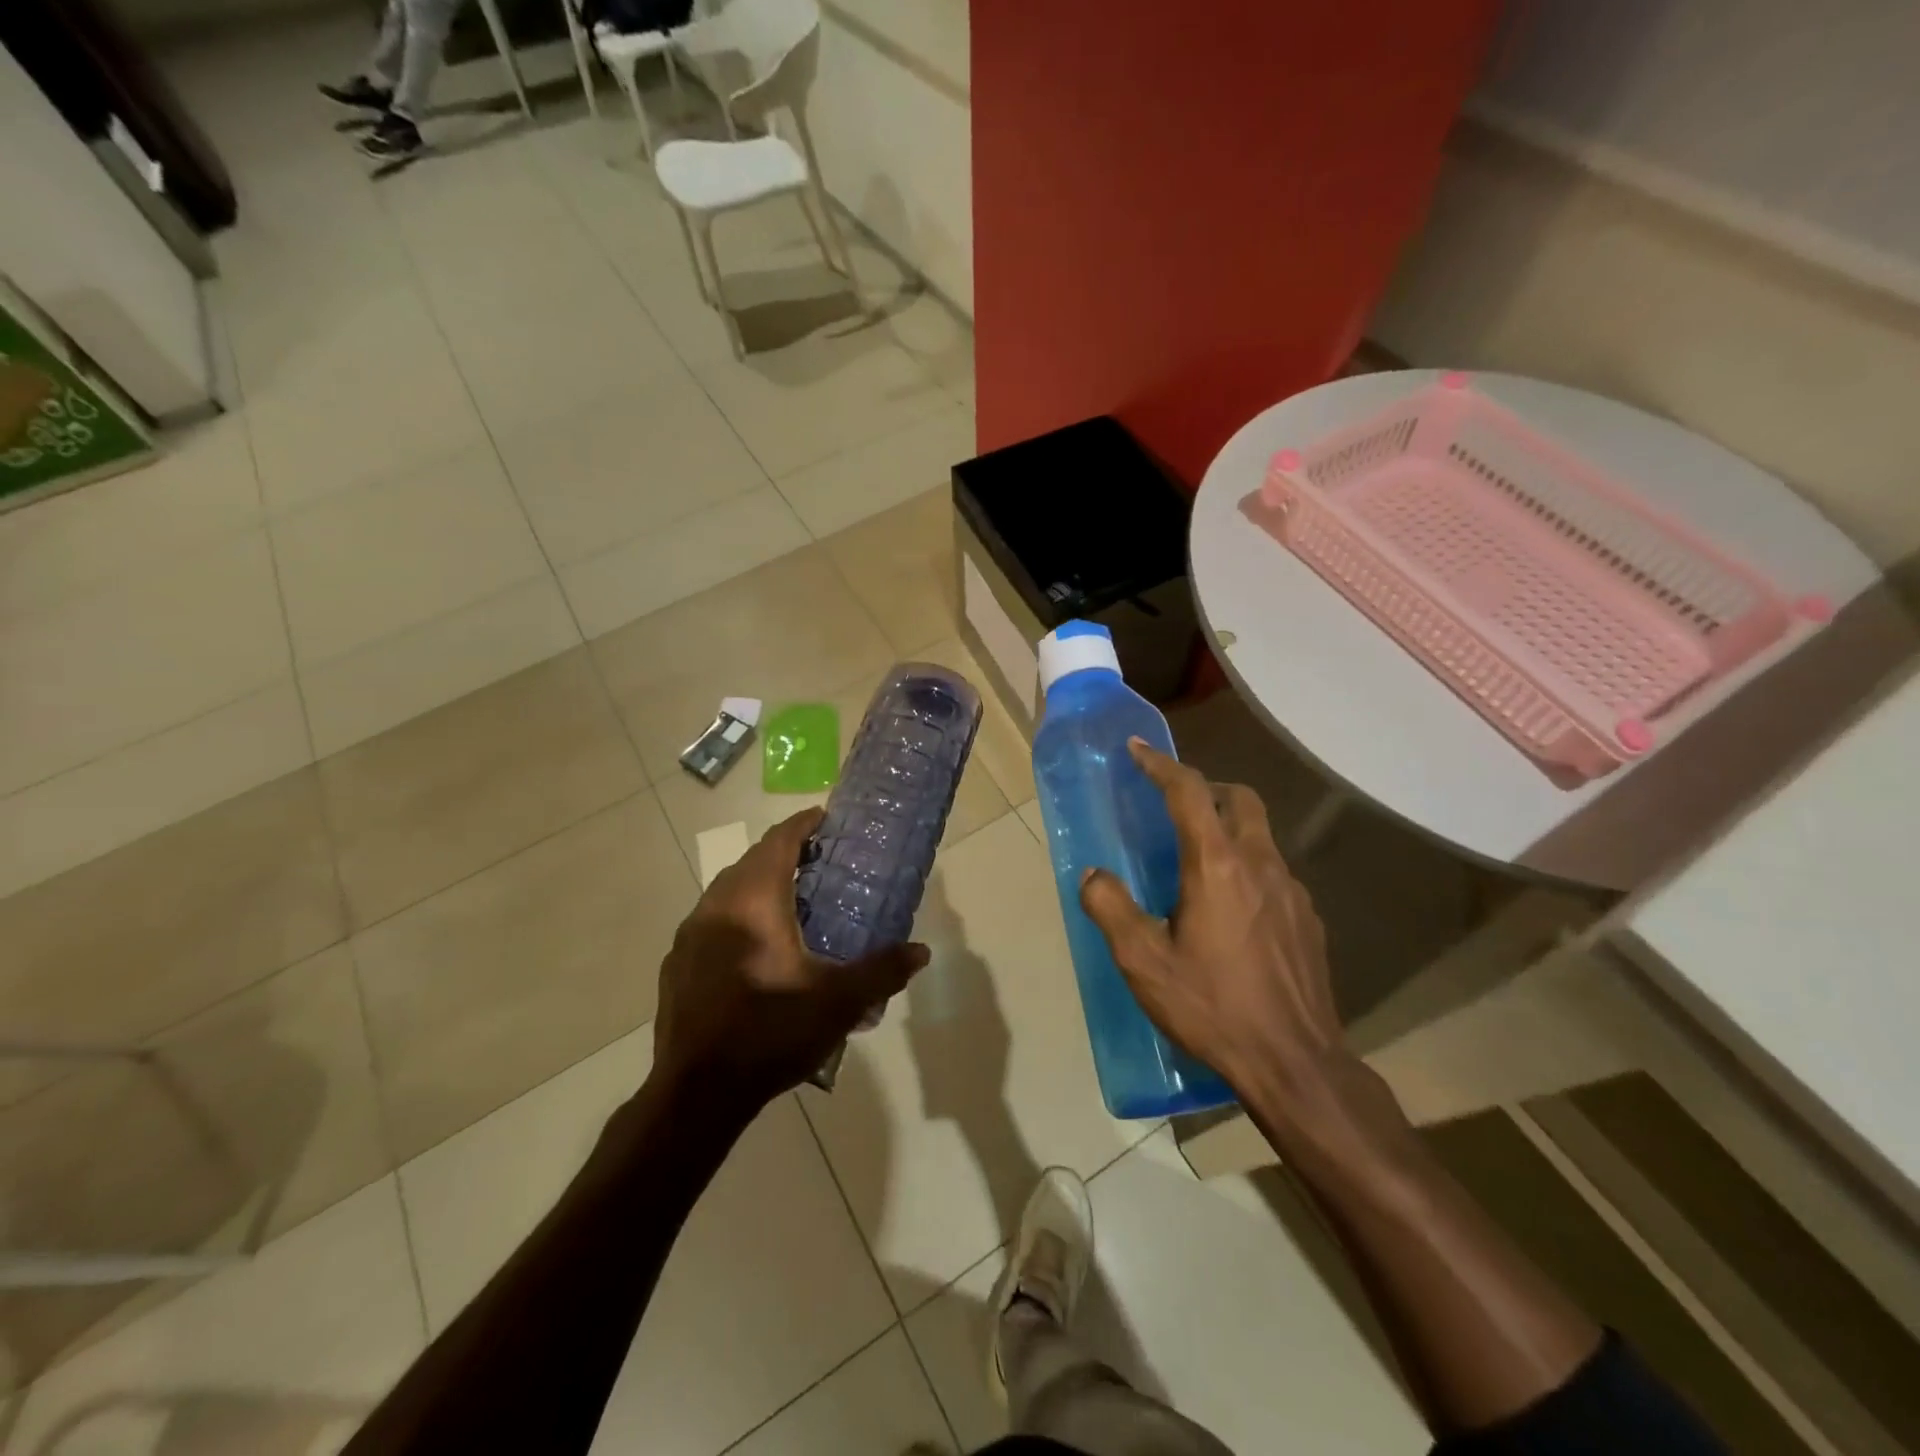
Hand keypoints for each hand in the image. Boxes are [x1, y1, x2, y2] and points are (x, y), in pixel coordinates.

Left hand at [652, 809, 929, 1119]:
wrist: (696, 1094)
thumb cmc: (770, 1032)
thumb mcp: (838, 1002)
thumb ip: (882, 970)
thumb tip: (921, 952)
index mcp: (752, 901)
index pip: (778, 841)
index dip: (803, 825)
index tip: (825, 819)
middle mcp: (715, 906)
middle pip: (752, 861)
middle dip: (784, 854)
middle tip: (820, 863)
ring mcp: (689, 935)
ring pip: (728, 891)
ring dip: (759, 885)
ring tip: (792, 902)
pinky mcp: (677, 964)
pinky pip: (712, 921)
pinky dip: (738, 916)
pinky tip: (756, 948)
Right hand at [1077, 740, 1342, 1100]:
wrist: (1294, 1063)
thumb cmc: (1212, 1007)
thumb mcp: (1143, 962)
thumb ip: (1110, 908)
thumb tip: (1094, 875)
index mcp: (1216, 865)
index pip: (1189, 791)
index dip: (1160, 764)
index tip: (1138, 750)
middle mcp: (1260, 864)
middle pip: (1239, 798)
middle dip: (1205, 787)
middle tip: (1175, 803)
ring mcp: (1292, 891)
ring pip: (1261, 834)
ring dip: (1228, 827)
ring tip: (1197, 861)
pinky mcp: (1308, 919)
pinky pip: (1274, 871)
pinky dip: (1248, 865)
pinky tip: (1231, 909)